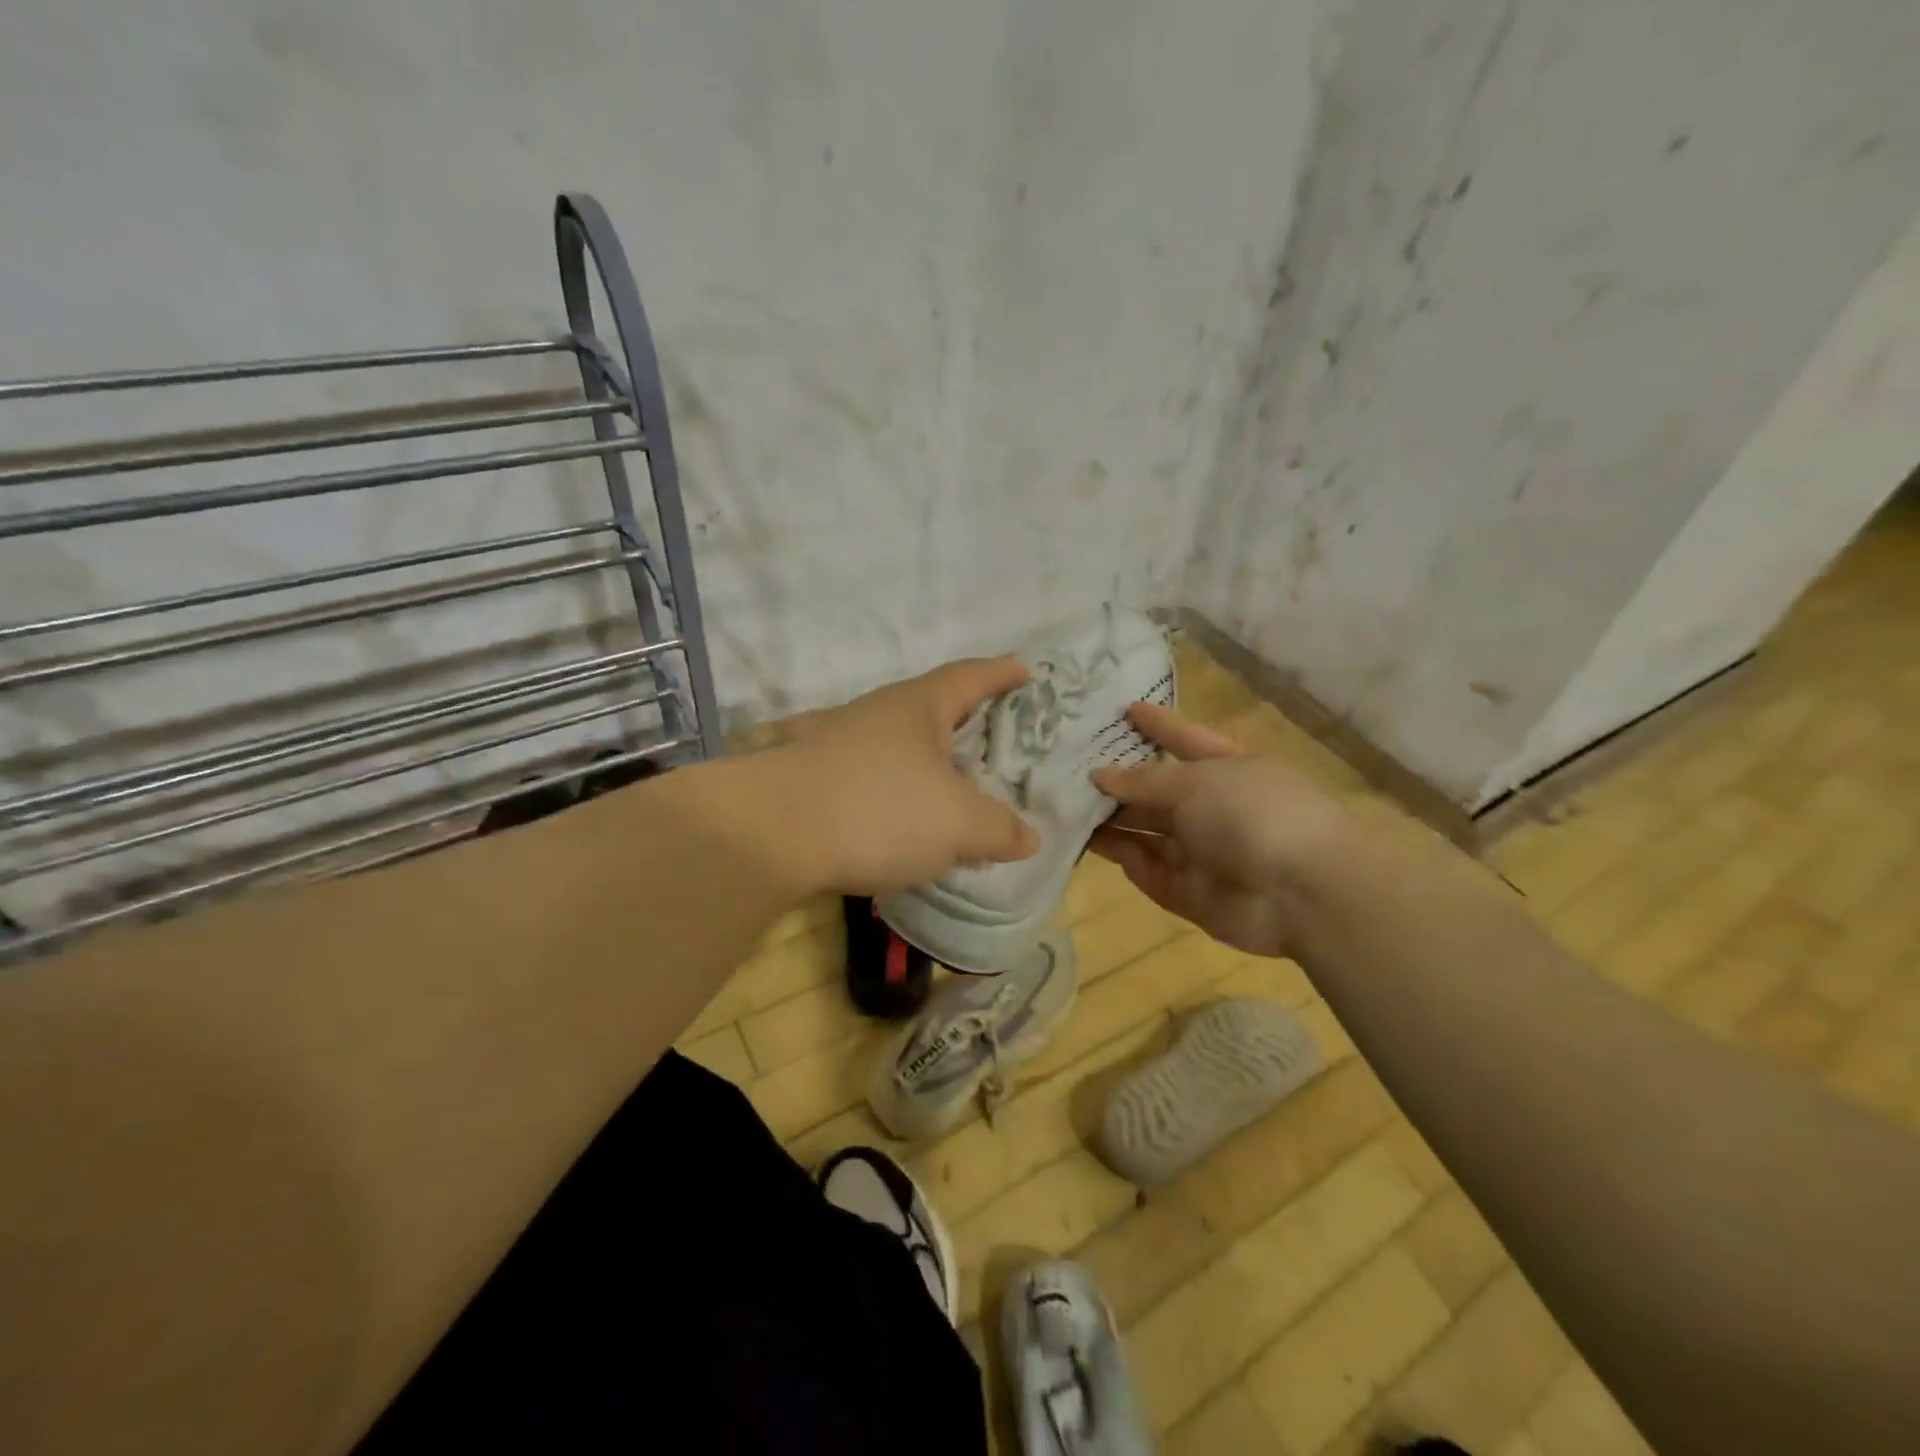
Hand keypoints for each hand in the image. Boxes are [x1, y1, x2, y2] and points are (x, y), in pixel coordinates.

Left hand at [779, 656, 1041, 895]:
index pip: (969, 678)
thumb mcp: (958, 823)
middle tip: (990, 734)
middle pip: (929, 708)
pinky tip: (899, 826)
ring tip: (951, 789)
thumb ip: (999, 829)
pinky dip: (894, 796)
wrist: (768, 834)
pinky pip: (868, 780)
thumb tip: (1028, 837)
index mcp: (917, 707)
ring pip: (896, 746)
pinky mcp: (810, 780)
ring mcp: (835, 744)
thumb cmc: (878, 809)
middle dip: (962, 720)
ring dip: (926, 763)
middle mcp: (875, 715)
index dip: (1000, 674)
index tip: (1023, 668)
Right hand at [1089, 702, 1352, 957]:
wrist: (1302, 894)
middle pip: (1158, 790)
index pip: (1186, 739)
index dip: (1158, 725)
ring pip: (1145, 830)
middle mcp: (1213, 807)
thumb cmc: (1252, 814)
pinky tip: (1083, 839)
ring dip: (1109, 818)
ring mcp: (1200, 850)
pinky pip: (1145, 868)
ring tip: (1062, 803)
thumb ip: (1143, 780)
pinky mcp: (1186, 890)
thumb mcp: (1196, 782)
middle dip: (1119, 780)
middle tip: (1067, 767)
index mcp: (1228, 768)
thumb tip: (1099, 776)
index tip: (1125, 709)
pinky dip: (1118, 854)